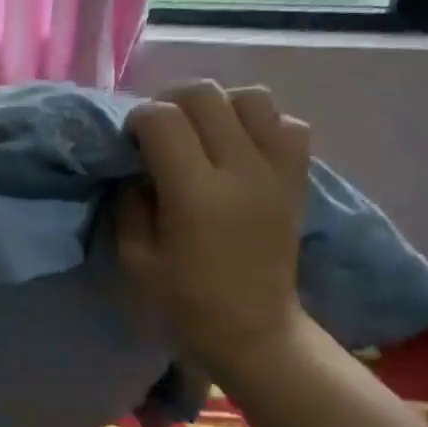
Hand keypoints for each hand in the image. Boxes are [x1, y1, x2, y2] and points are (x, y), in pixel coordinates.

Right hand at [116, 82, 312, 369]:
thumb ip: (130, 203)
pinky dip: (261, 123)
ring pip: (252, 97)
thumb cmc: (186, 303)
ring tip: (203, 131)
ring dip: (219, 105)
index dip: (138, 120)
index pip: (162, 119)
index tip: (131, 142)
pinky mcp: (297, 179)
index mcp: (195, 194)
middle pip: (206, 95)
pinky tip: (241, 147)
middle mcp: (241, 170)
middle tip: (159, 128)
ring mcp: (276, 171)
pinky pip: (287, 124)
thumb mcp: (136, 259)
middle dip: (171, 100)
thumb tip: (136, 167)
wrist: (255, 331)